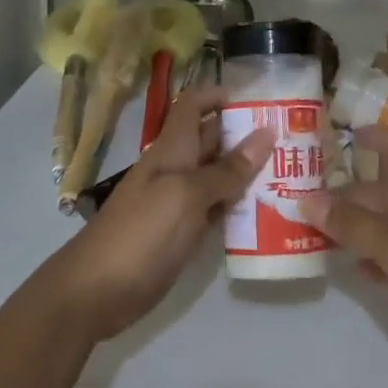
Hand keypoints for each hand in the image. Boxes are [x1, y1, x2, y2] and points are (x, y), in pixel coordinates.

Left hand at [46, 84, 272, 343]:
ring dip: (247, 172)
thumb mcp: (188, 196)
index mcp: (173, 148)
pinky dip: (236, 207)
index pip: (194, 105)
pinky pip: (214, 210)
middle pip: (212, 139)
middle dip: (246, 134)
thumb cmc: (142, 232)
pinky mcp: (180, 233)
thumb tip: (266, 134)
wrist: (94, 292)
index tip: (260, 99)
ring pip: (217, 176)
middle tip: (293, 138)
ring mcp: (177, 202)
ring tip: (292, 171)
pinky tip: (267, 211)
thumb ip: (227, 169)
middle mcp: (176, 168)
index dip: (220, 95)